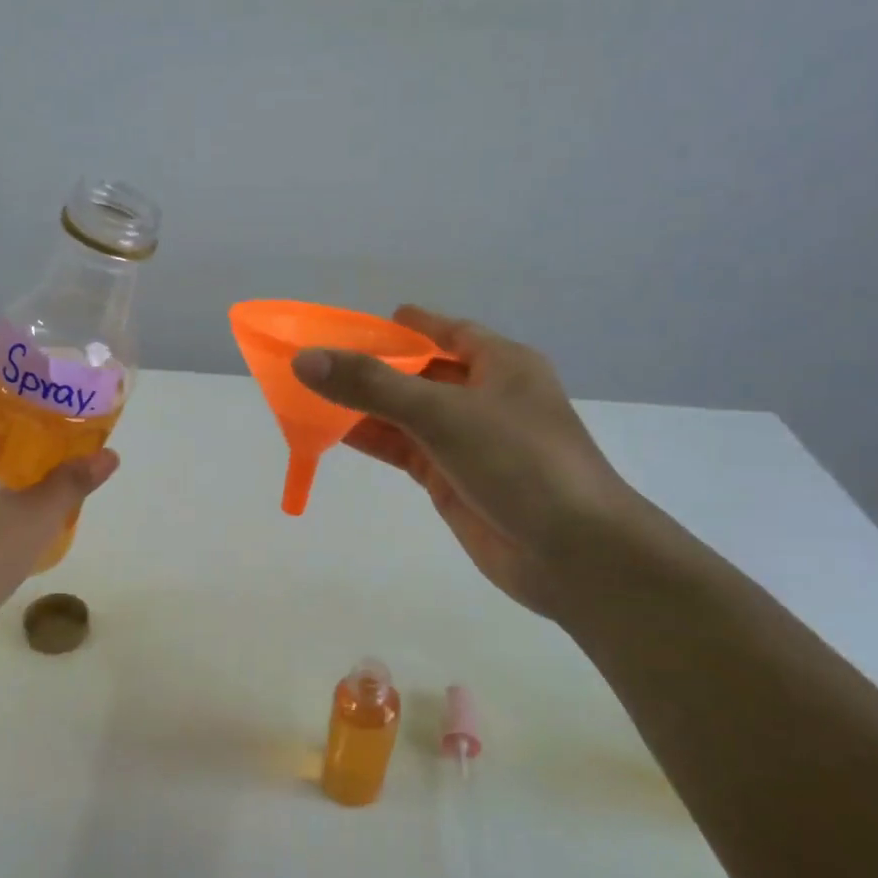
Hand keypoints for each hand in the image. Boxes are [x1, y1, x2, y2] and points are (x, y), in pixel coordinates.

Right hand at [291, 306, 639, 617]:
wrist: (572, 552)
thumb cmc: (520, 461)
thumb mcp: (443, 413)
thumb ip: (373, 386)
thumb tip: (305, 360)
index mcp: (500, 364)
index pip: (447, 332)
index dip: (406, 326)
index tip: (359, 325)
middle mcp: (484, 397)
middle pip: (419, 373)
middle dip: (373, 368)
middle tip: (317, 361)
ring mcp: (467, 441)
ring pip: (407, 414)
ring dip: (365, 406)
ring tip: (310, 394)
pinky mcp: (451, 479)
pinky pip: (404, 450)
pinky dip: (373, 440)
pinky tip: (333, 433)